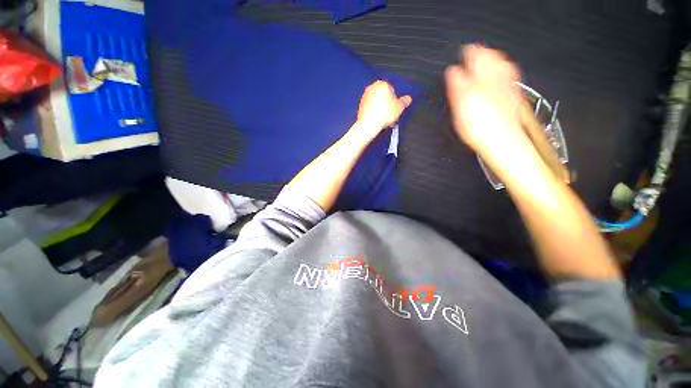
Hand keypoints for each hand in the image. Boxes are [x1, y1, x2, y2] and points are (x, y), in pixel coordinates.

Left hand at [356, 80, 411, 135]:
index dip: (395, 101)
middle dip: (388, 105)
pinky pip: (371, 108)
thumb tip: (408, 99)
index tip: (396, 108)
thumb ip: (404, 102)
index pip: (392, 90)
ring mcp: (365, 97)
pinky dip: (374, 113)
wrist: (369, 124)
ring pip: (377, 103)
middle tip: (391, 115)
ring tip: (385, 120)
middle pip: (384, 96)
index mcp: (382, 84)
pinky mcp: (361, 106)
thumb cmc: (383, 114)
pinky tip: (378, 120)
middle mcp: (372, 88)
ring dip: (382, 110)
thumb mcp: (399, 108)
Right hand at [444, 45, 533, 171]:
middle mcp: (498, 77)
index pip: (474, 54)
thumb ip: (456, 83)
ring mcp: (508, 86)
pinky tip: (496, 80)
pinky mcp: (513, 97)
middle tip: (472, 56)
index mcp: (483, 76)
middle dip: (481, 55)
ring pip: (501, 67)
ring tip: (483, 64)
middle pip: (491, 57)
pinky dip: (500, 75)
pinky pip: (507, 79)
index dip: (466, 53)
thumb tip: (451, 71)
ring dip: (492, 63)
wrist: (502, 141)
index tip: (460, 54)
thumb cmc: (479, 124)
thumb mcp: (460, 103)